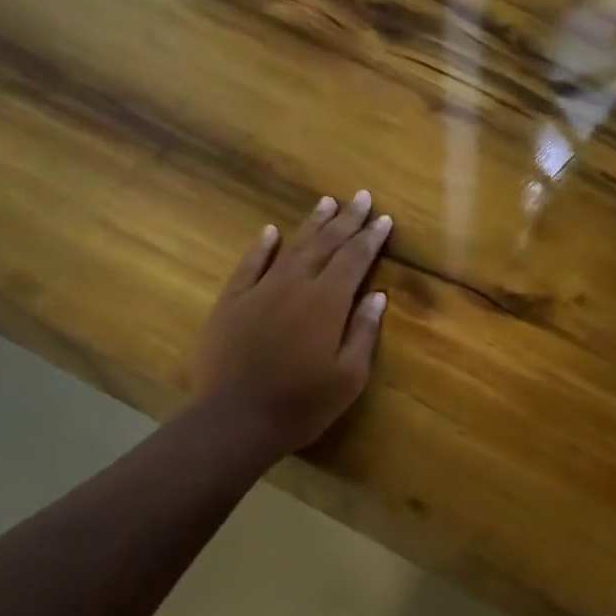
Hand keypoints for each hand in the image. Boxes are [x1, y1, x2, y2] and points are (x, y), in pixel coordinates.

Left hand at [192, 191, 391, 458]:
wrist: (234, 419)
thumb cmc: (302, 404)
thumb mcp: (349, 376)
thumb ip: (363, 331)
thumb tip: (377, 295)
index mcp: (328, 302)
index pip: (354, 260)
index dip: (370, 238)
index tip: (383, 219)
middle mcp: (295, 285)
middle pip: (325, 245)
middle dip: (346, 220)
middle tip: (360, 197)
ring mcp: (260, 291)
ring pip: (290, 247)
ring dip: (311, 224)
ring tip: (327, 202)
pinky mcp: (231, 302)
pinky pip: (249, 265)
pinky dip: (262, 246)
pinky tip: (271, 231)